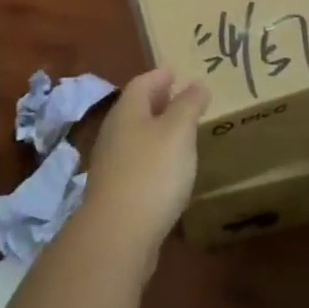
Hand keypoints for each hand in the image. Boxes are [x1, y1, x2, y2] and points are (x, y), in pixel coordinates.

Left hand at [81, 68, 208, 273]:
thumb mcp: (178, 132)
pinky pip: (136, 162)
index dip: (160, 76)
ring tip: (180, 132)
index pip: (142, 83)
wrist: (118, 235)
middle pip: (136, 109)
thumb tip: (197, 83)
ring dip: (156, 130)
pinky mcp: (115, 193)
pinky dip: (153, 157)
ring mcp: (111, 164)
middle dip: (158, 101)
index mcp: (127, 111)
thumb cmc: (152, 172)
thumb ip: (188, 105)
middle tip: (182, 98)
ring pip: (135, 136)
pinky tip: (169, 169)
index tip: (176, 71)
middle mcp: (114, 133)